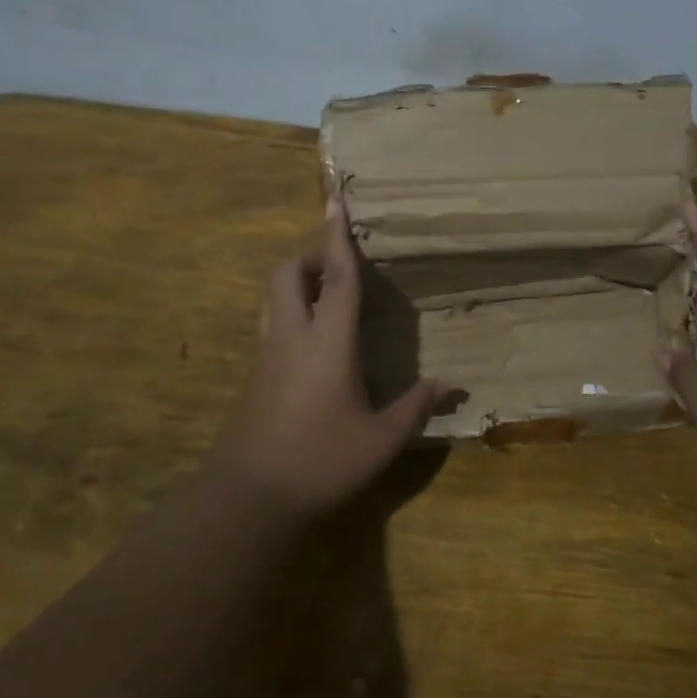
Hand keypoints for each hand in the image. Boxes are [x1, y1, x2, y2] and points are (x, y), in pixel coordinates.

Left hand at [208, 199, 438, 518]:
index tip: (334, 201)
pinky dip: (288, 310)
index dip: (337, 238)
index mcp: (327, 342)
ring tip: (322, 289)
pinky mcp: (252, 375)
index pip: (335, 277)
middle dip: (308, 254)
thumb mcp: (380, 440)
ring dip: (294, 280)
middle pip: (287, 274)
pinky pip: (269, 323)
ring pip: (271, 297)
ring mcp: (266, 355)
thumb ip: (415, 407)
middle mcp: (291, 336)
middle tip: (335, 259)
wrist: (248, 496)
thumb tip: (448, 386)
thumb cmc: (321, 460)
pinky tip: (309, 338)